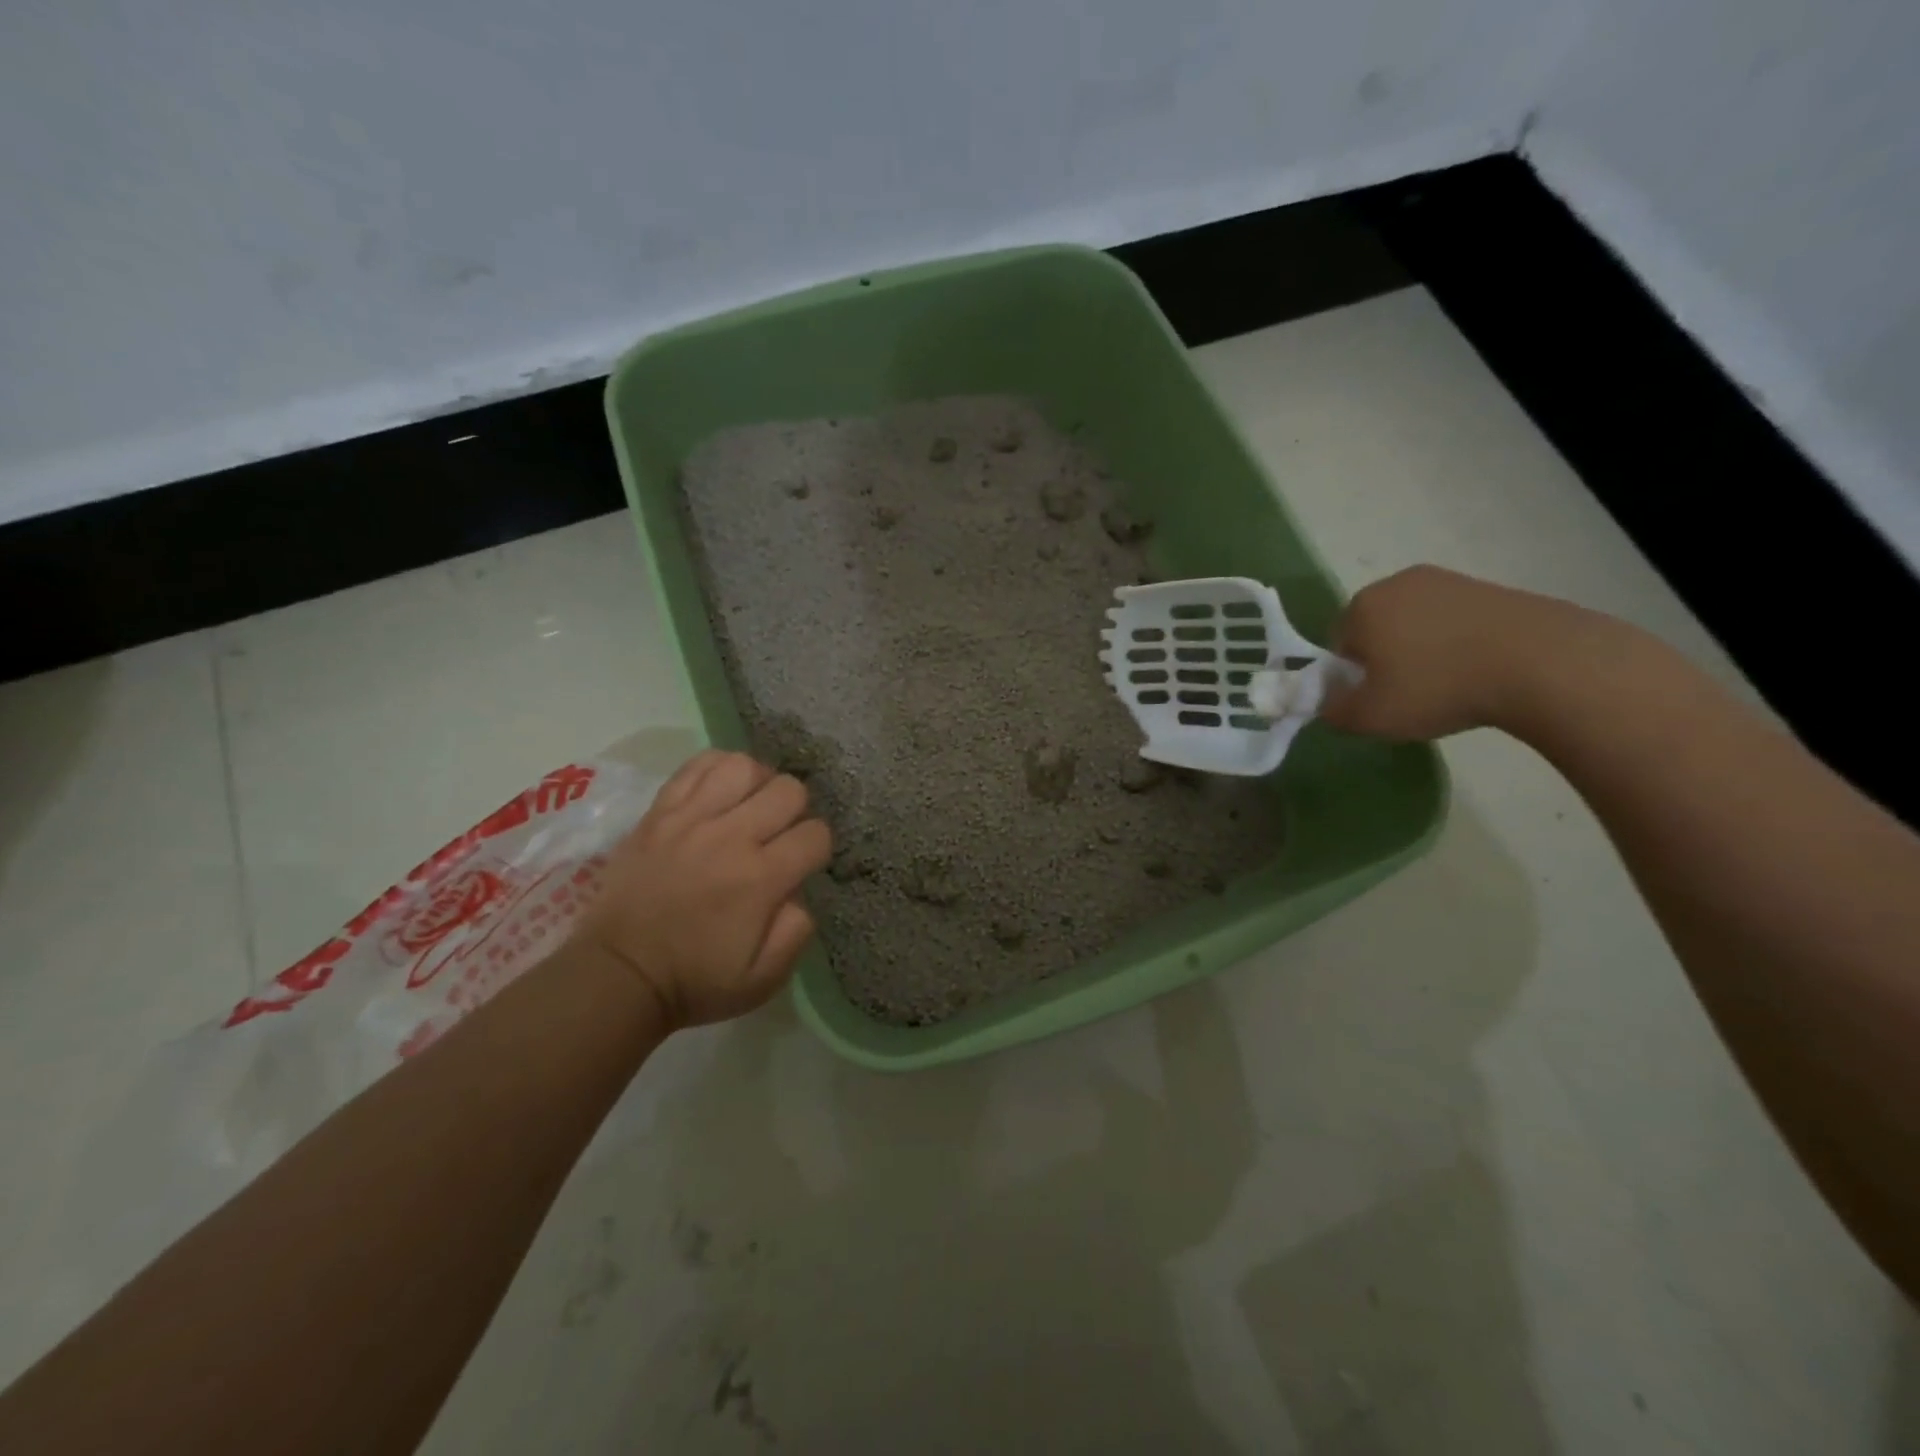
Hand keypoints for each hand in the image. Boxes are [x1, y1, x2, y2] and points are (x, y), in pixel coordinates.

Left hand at [572, 750, 832, 1029]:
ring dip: (759, 784)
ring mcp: (690, 819)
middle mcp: (730, 837)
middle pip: (789, 790)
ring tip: (750, 807)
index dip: (817, 848)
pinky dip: (718, 770)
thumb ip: (797, 931)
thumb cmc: (696, 980)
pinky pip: (697, 766)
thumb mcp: (764, 979)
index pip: (816, 834)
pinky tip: (720, 792)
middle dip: (796, 811)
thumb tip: (799, 890)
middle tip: (778, 835)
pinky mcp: (659, 812)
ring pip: (745, 766)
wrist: (619, 974)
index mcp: (761, 879)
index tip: (801, 864)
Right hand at [1322, 565, 1625, 740]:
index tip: (1373, 701)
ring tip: (1448, 687)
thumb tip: (1326, 702)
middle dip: (1385, 660)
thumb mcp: (1368, 717)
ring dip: (1423, 653)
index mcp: (1361, 606)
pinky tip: (1478, 673)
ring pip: (1417, 625)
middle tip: (1407, 696)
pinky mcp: (1492, 589)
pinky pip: (1456, 623)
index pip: (1337, 645)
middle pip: (1376, 630)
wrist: (1540, 663)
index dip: (1350, 678)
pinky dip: (1459, 646)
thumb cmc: (1436, 687)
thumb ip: (1332, 710)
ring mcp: (1449, 581)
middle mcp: (1398, 583)